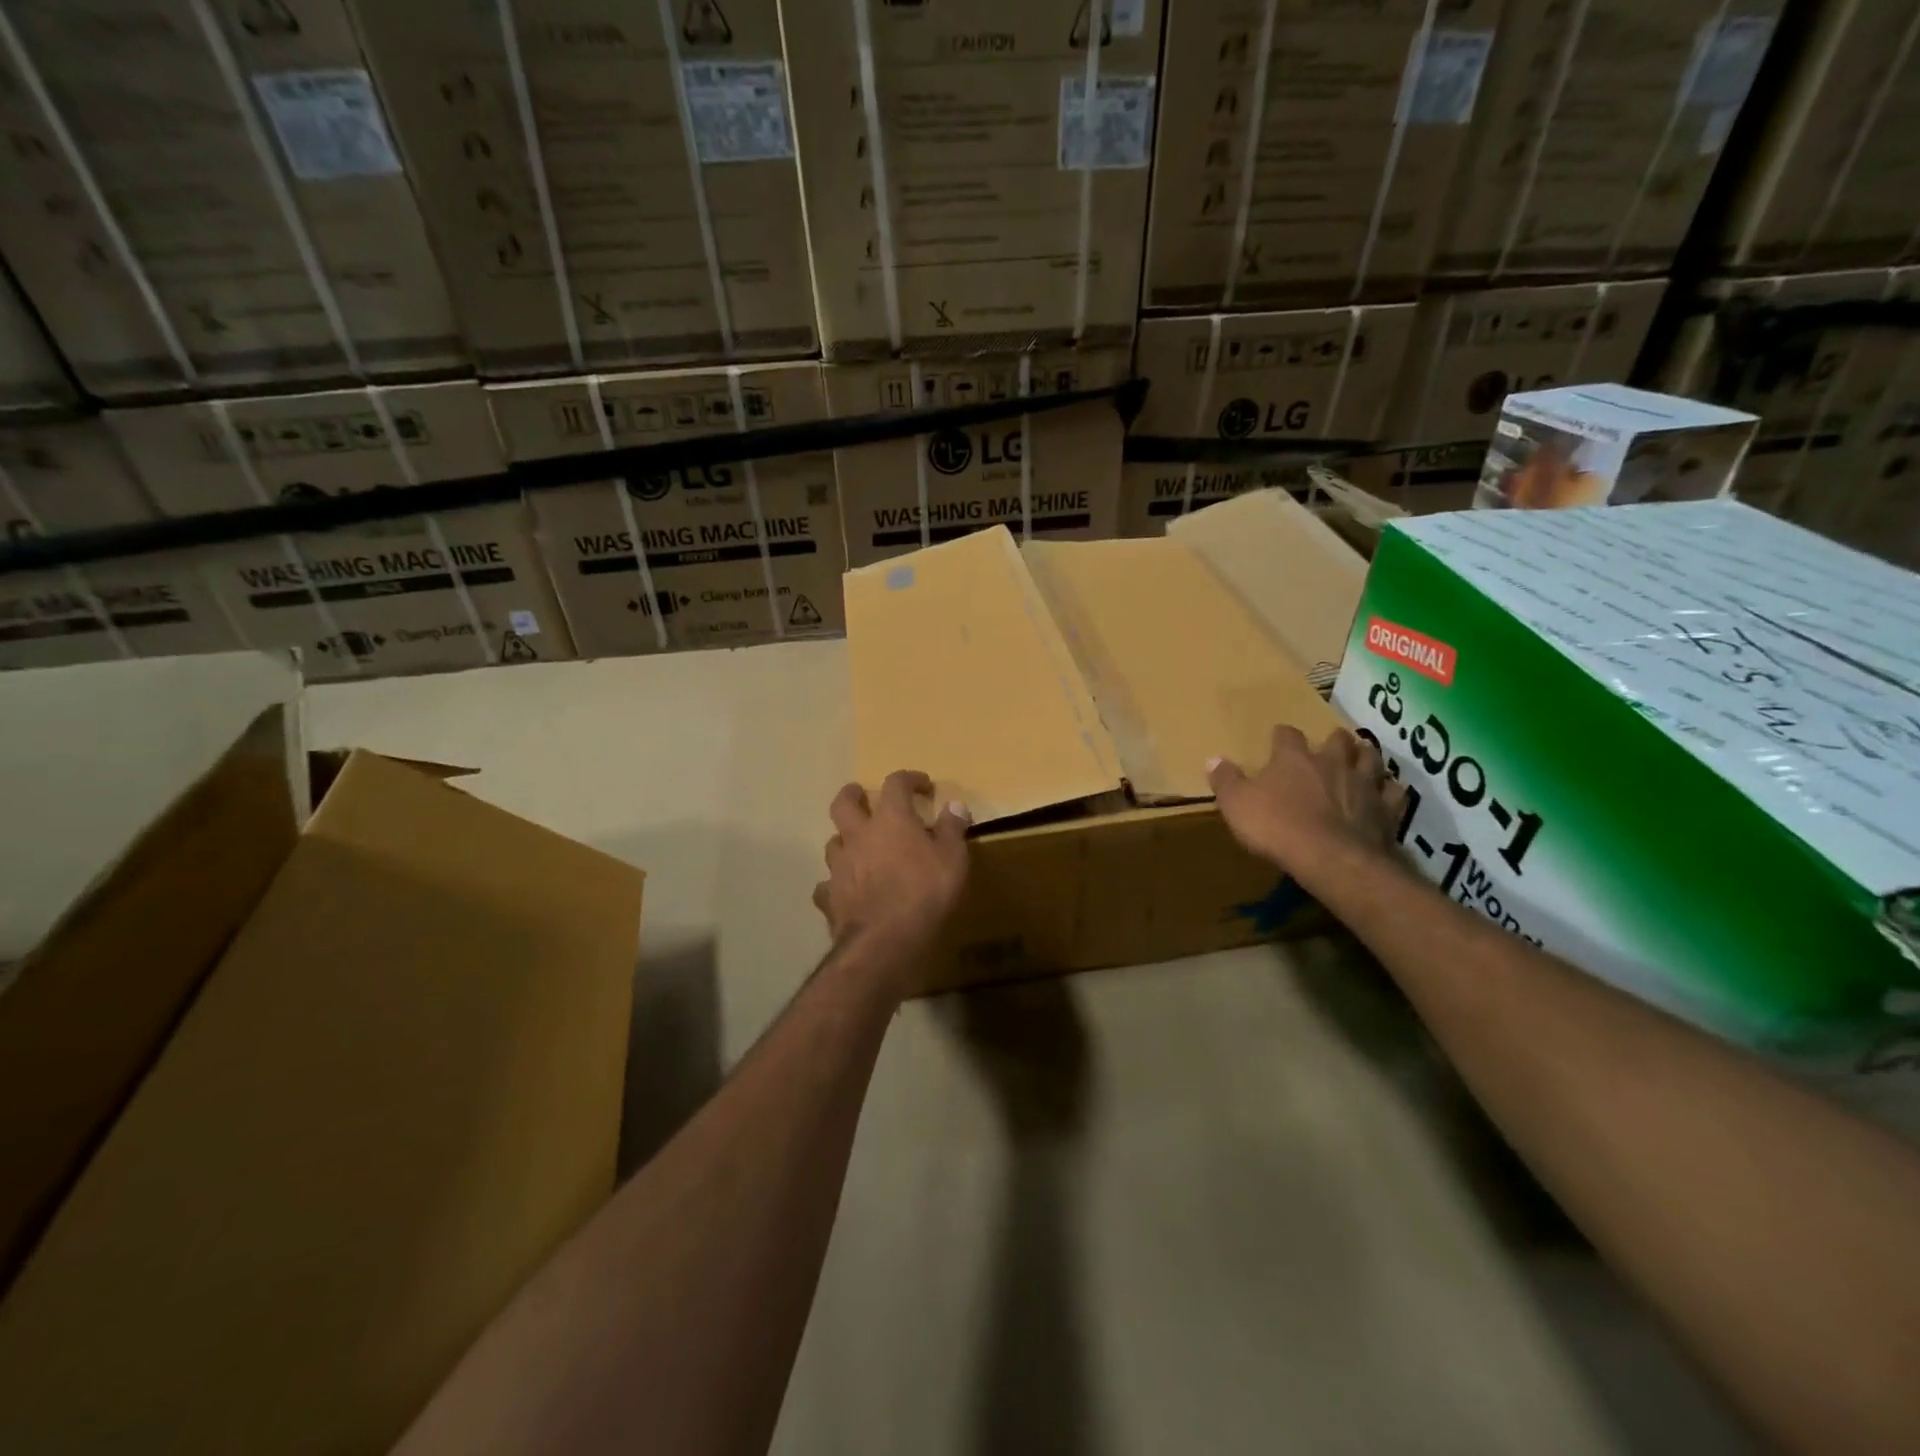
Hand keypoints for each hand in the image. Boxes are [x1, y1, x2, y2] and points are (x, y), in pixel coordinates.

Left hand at [814, 770, 969, 964]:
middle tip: (863, 795)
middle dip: (854, 794)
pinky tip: (845, 890)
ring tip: (858, 845)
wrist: (885, 941)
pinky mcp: (830, 897)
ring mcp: (839, 866)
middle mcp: (858, 835)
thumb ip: (952, 829)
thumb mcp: (953, 859)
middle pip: (844, 803)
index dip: (909, 779)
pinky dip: (835, 883)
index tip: (923, 785)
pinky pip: (827, 885)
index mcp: (890, 819)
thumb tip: (955, 805)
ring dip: (845, 839)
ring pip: (833, 842)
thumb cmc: (925, 893)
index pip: (895, 784)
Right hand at [1207, 727, 1404, 889]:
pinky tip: (1386, 793)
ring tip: (1361, 759)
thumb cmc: (1277, 827)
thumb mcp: (1236, 804)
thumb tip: (1213, 759)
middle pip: (1338, 739)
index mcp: (1294, 758)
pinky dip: (1390, 790)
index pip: (1287, 735)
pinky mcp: (1387, 810)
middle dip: (1333, 740)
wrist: (1331, 859)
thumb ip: (1226, 780)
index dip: (1282, 736)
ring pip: (1371, 758)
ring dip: (1366, 756)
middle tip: (1329, 747)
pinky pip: (1394, 792)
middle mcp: (1332, 762)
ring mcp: (1364, 784)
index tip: (1277, 739)